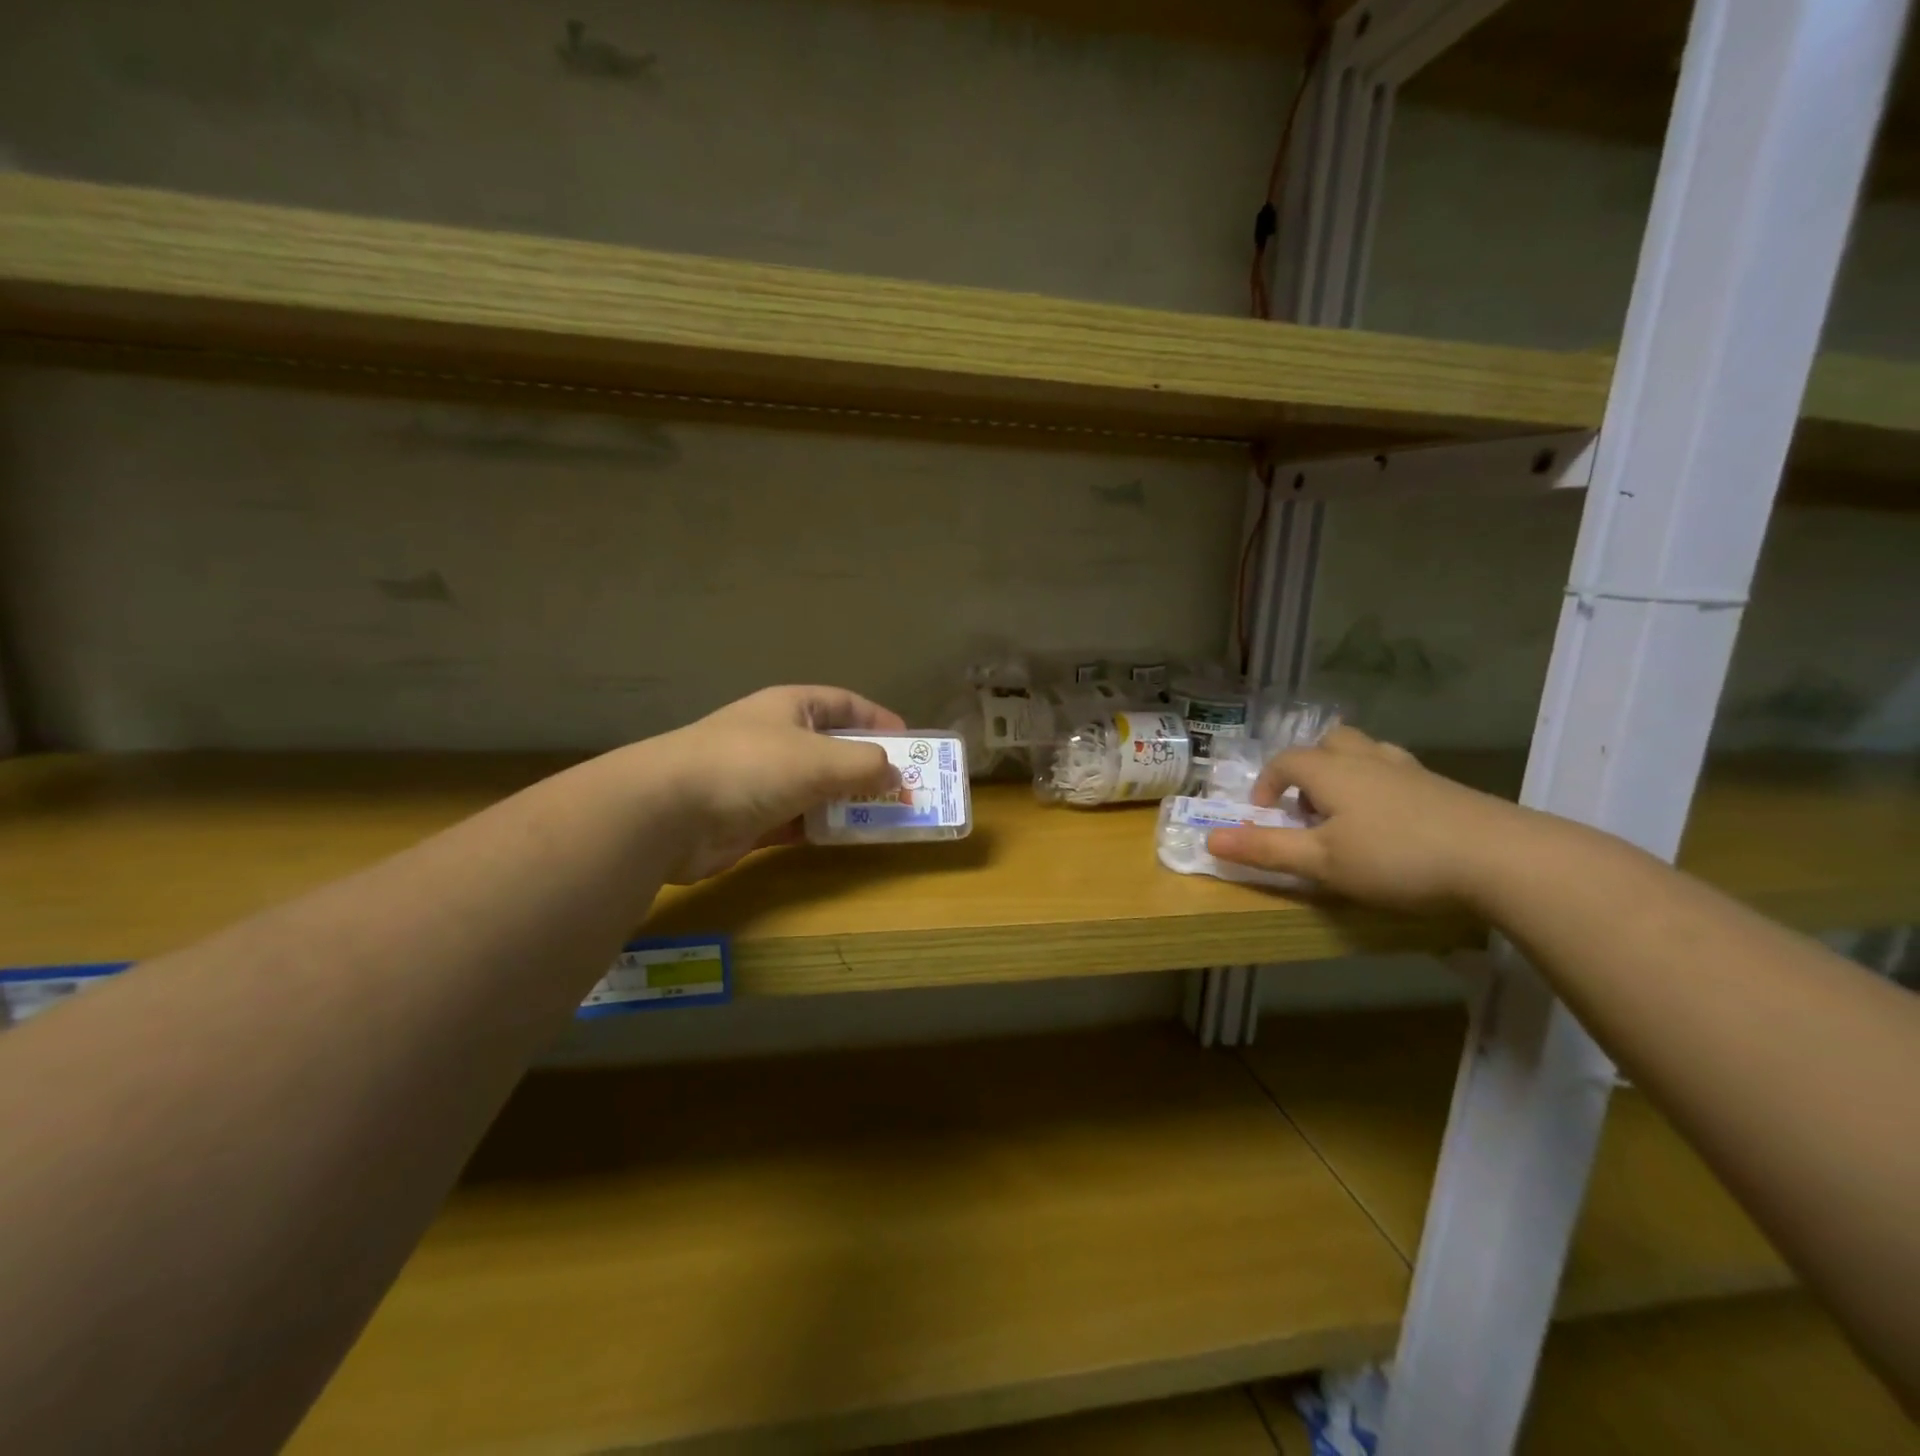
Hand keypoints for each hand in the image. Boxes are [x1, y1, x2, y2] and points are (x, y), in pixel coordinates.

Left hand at [647, 685, 905, 881]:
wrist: (668, 812)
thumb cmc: (750, 766)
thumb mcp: (820, 759)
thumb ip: (865, 764)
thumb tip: (894, 774)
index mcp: (791, 708)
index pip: (845, 704)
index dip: (878, 719)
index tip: (911, 743)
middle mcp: (777, 738)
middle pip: (833, 748)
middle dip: (869, 766)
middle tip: (905, 789)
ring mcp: (762, 779)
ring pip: (818, 787)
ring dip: (849, 801)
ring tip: (886, 817)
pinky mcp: (751, 819)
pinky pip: (798, 820)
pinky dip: (822, 827)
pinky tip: (847, 839)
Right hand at [1205, 725, 1529, 912]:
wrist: (1503, 858)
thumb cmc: (1397, 857)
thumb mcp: (1321, 862)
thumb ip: (1266, 849)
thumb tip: (1209, 840)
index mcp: (1332, 771)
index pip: (1286, 761)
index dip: (1266, 784)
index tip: (1264, 816)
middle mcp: (1368, 759)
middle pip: (1330, 741)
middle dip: (1309, 766)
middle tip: (1307, 805)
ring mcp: (1411, 770)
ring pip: (1368, 752)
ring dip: (1347, 772)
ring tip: (1347, 811)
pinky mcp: (1445, 788)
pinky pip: (1398, 772)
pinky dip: (1382, 786)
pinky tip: (1393, 822)